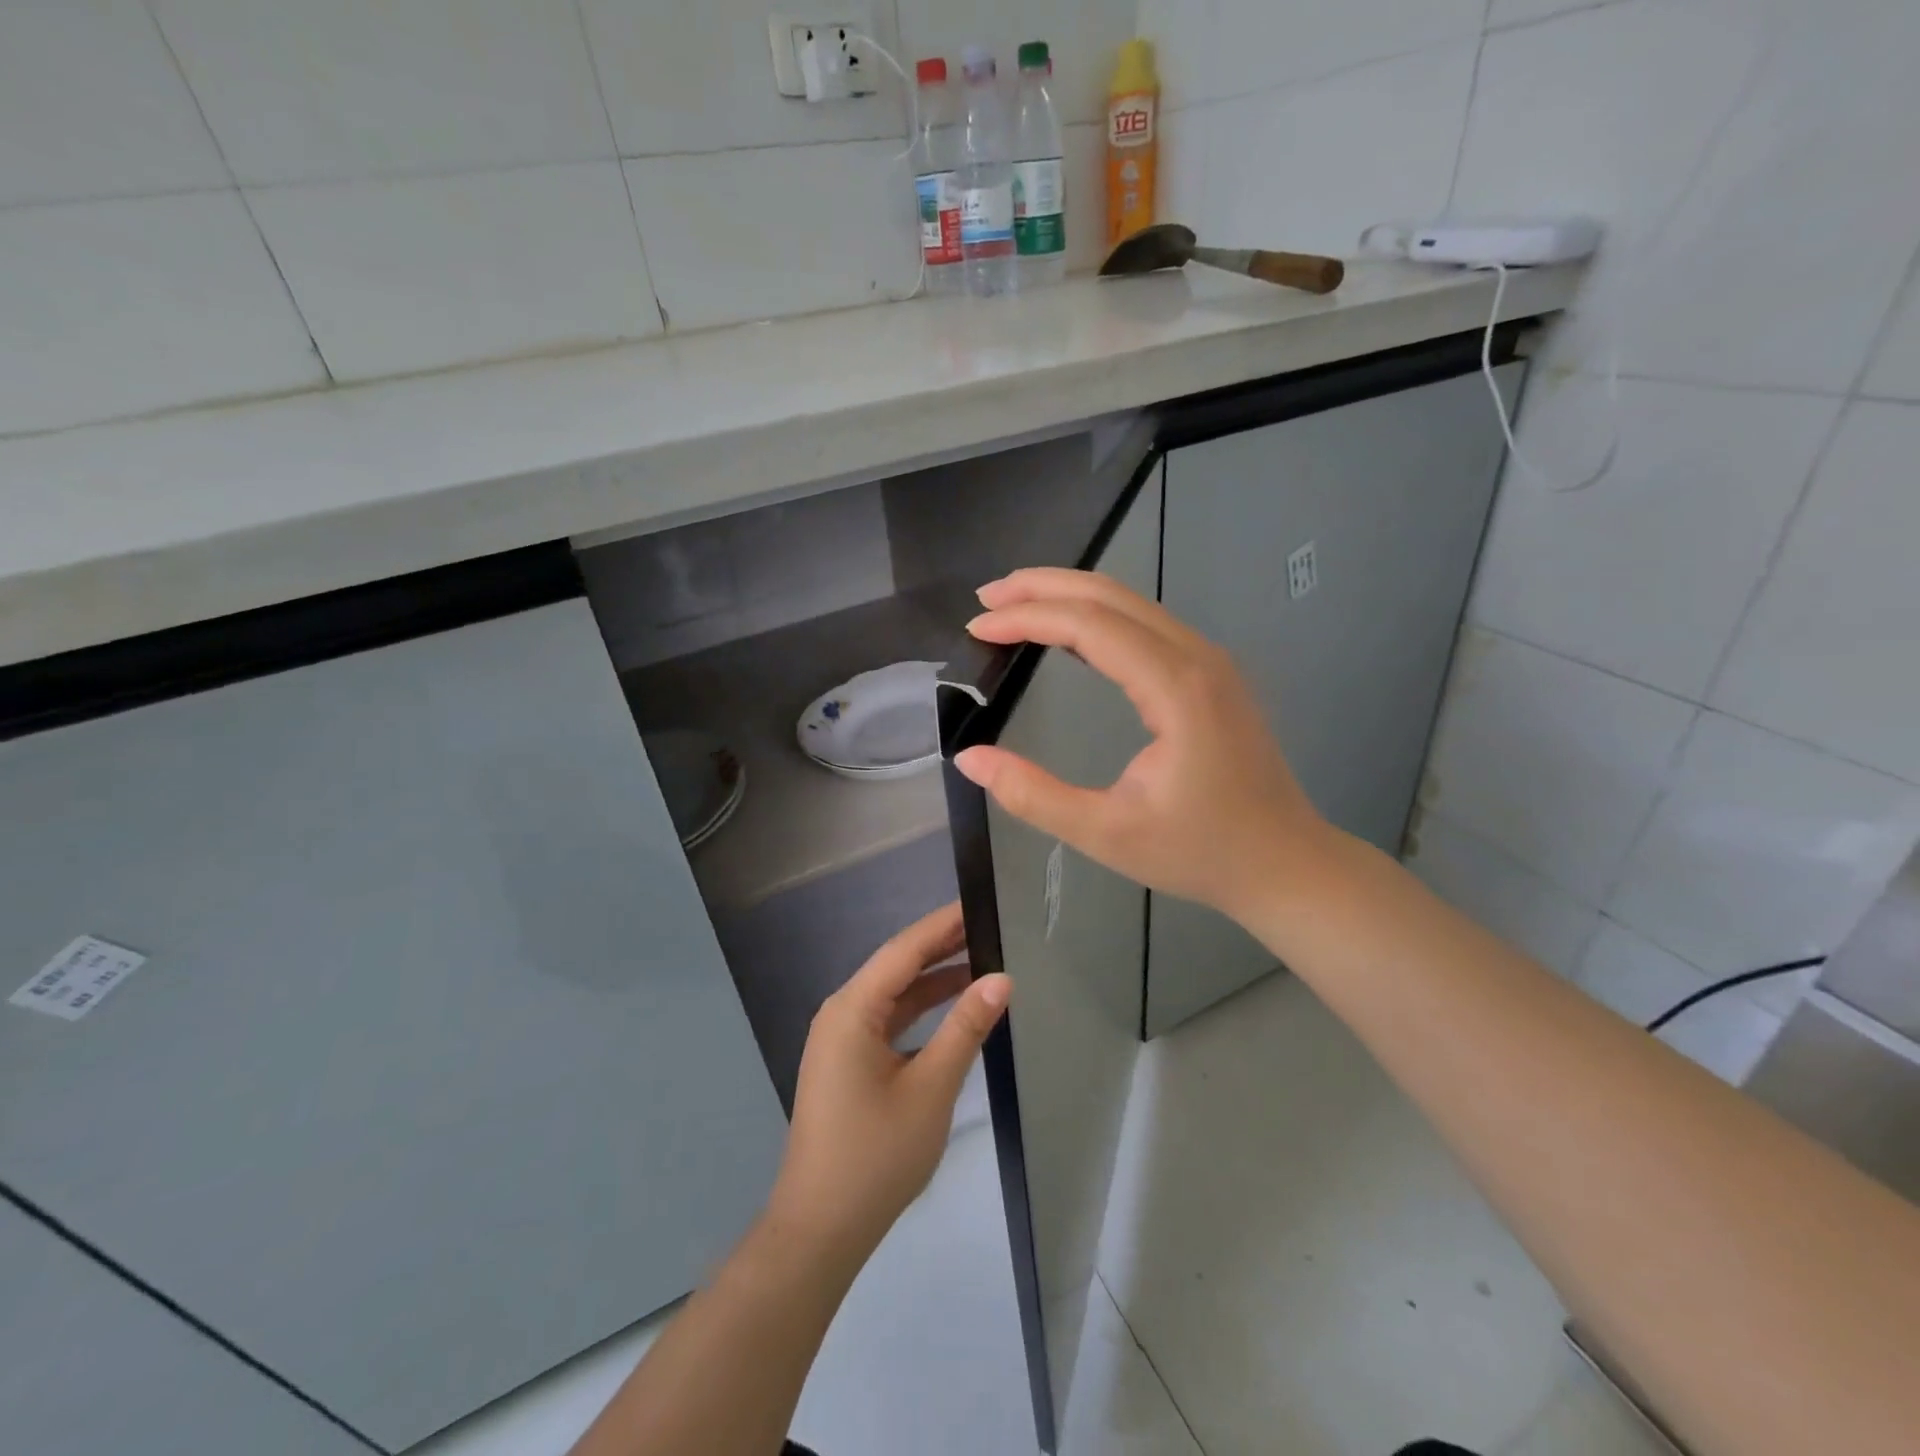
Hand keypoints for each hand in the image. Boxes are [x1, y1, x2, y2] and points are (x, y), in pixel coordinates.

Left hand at [769, 903, 1009, 1262]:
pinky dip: (921, 1010)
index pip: (904, 950)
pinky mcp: (849, 1062)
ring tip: (982, 959)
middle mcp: (841, 1013)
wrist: (821, 1229)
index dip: (943, 924)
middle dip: (942, 946)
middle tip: (990, 926)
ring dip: (934, 979)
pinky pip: (889, 1020)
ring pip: (894, 994)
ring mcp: (842, 1039)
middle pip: (897, 966)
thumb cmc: (876, 1155)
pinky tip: (954, 1008)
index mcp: (852, 1009)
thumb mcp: (931, 1088)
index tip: (980, 902)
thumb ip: (965, 1028)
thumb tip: (1002, 978)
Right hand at [954, 569, 1328, 924]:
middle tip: (986, 599)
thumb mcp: (1105, 833)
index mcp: (1176, 688)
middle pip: (1111, 596)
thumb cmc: (1200, 852)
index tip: (977, 627)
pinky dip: (1097, 617)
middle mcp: (1197, 657)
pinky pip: (1146, 624)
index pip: (1090, 625)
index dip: (1028, 618)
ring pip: (1131, 603)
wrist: (1285, 863)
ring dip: (1069, 596)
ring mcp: (1210, 661)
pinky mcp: (1211, 674)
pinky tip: (1067, 633)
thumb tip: (970, 759)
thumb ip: (1033, 795)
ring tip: (1014, 605)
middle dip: (1043, 588)